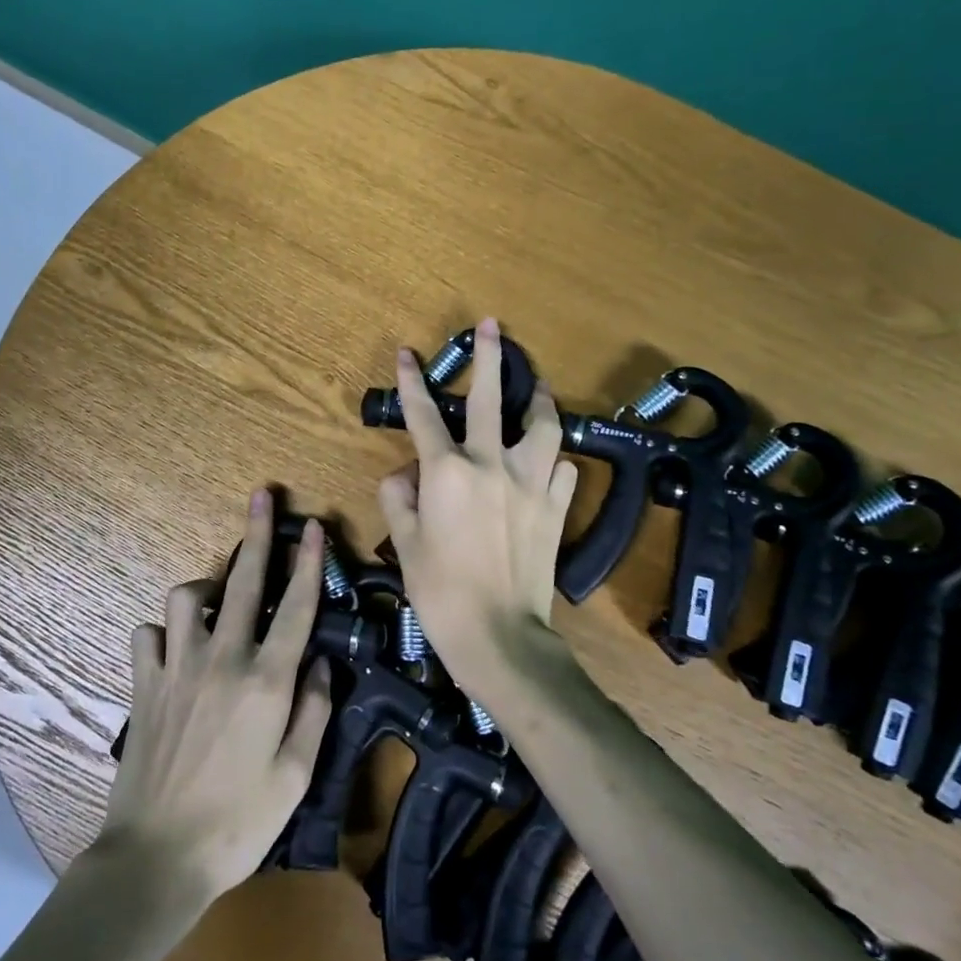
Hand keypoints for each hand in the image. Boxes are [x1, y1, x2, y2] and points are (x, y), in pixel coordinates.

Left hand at [96, 489, 333, 903]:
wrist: (156, 858)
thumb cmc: (238, 823)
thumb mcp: (295, 776)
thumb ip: (313, 711)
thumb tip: (319, 663)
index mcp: (267, 682)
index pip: (296, 607)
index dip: (308, 562)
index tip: (313, 526)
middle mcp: (222, 660)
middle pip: (244, 582)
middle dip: (257, 534)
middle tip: (262, 497)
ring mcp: (177, 668)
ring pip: (187, 598)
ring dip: (206, 589)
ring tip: (219, 599)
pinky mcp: (143, 685)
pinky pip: (148, 635)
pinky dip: (163, 632)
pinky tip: (174, 647)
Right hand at [377, 318, 579, 707]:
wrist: (499, 635)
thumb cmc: (440, 592)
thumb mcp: (404, 544)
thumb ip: (399, 499)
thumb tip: (404, 475)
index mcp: (447, 472)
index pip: (424, 415)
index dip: (412, 381)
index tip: (408, 353)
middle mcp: (491, 465)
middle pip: (491, 399)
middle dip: (488, 357)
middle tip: (492, 325)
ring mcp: (530, 483)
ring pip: (543, 425)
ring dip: (540, 400)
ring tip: (537, 387)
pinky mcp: (556, 506)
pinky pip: (561, 469)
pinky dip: (553, 459)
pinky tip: (549, 459)